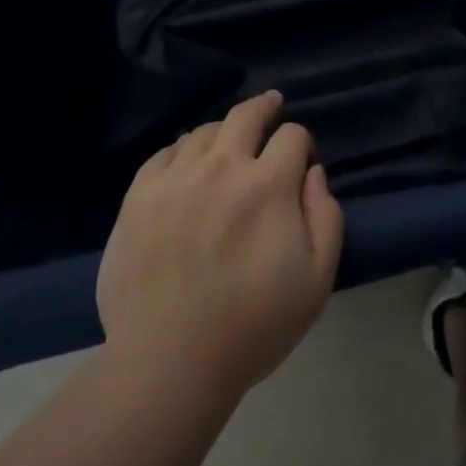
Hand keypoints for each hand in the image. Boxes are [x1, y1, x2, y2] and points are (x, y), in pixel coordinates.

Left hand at [97, 91, 343, 396]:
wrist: (169, 360)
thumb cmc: (252, 326)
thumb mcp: (316, 281)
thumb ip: (326, 218)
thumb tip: (314, 174)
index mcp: (267, 184)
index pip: (292, 136)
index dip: (302, 143)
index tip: (301, 160)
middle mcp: (222, 166)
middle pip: (245, 115)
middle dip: (264, 106)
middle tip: (271, 104)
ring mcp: (176, 177)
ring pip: (203, 131)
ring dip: (223, 131)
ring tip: (227, 142)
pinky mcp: (139, 194)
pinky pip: (164, 153)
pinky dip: (181, 150)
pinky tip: (185, 162)